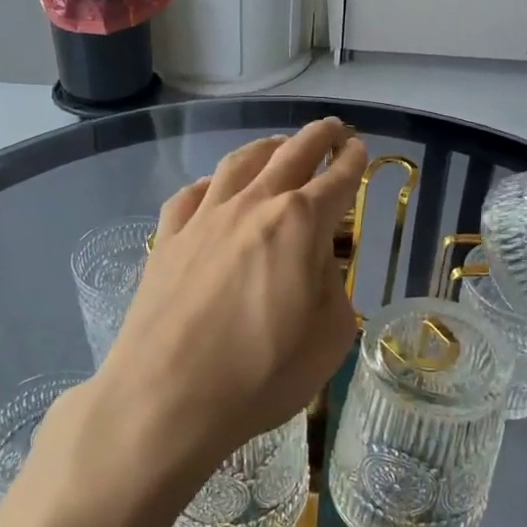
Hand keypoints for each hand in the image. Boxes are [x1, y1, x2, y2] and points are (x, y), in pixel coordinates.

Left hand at [97, 120, 366, 470]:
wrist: (167, 397)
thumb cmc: (261, 374)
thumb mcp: (329, 337)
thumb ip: (331, 285)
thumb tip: (316, 261)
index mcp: (300, 224)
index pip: (336, 180)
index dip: (353, 162)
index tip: (360, 148)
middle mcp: (252, 206)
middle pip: (291, 154)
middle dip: (317, 137)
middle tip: (332, 129)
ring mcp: (204, 218)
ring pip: (239, 163)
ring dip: (266, 147)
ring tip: (278, 145)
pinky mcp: (168, 238)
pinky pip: (192, 194)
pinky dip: (211, 183)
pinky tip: (214, 188)